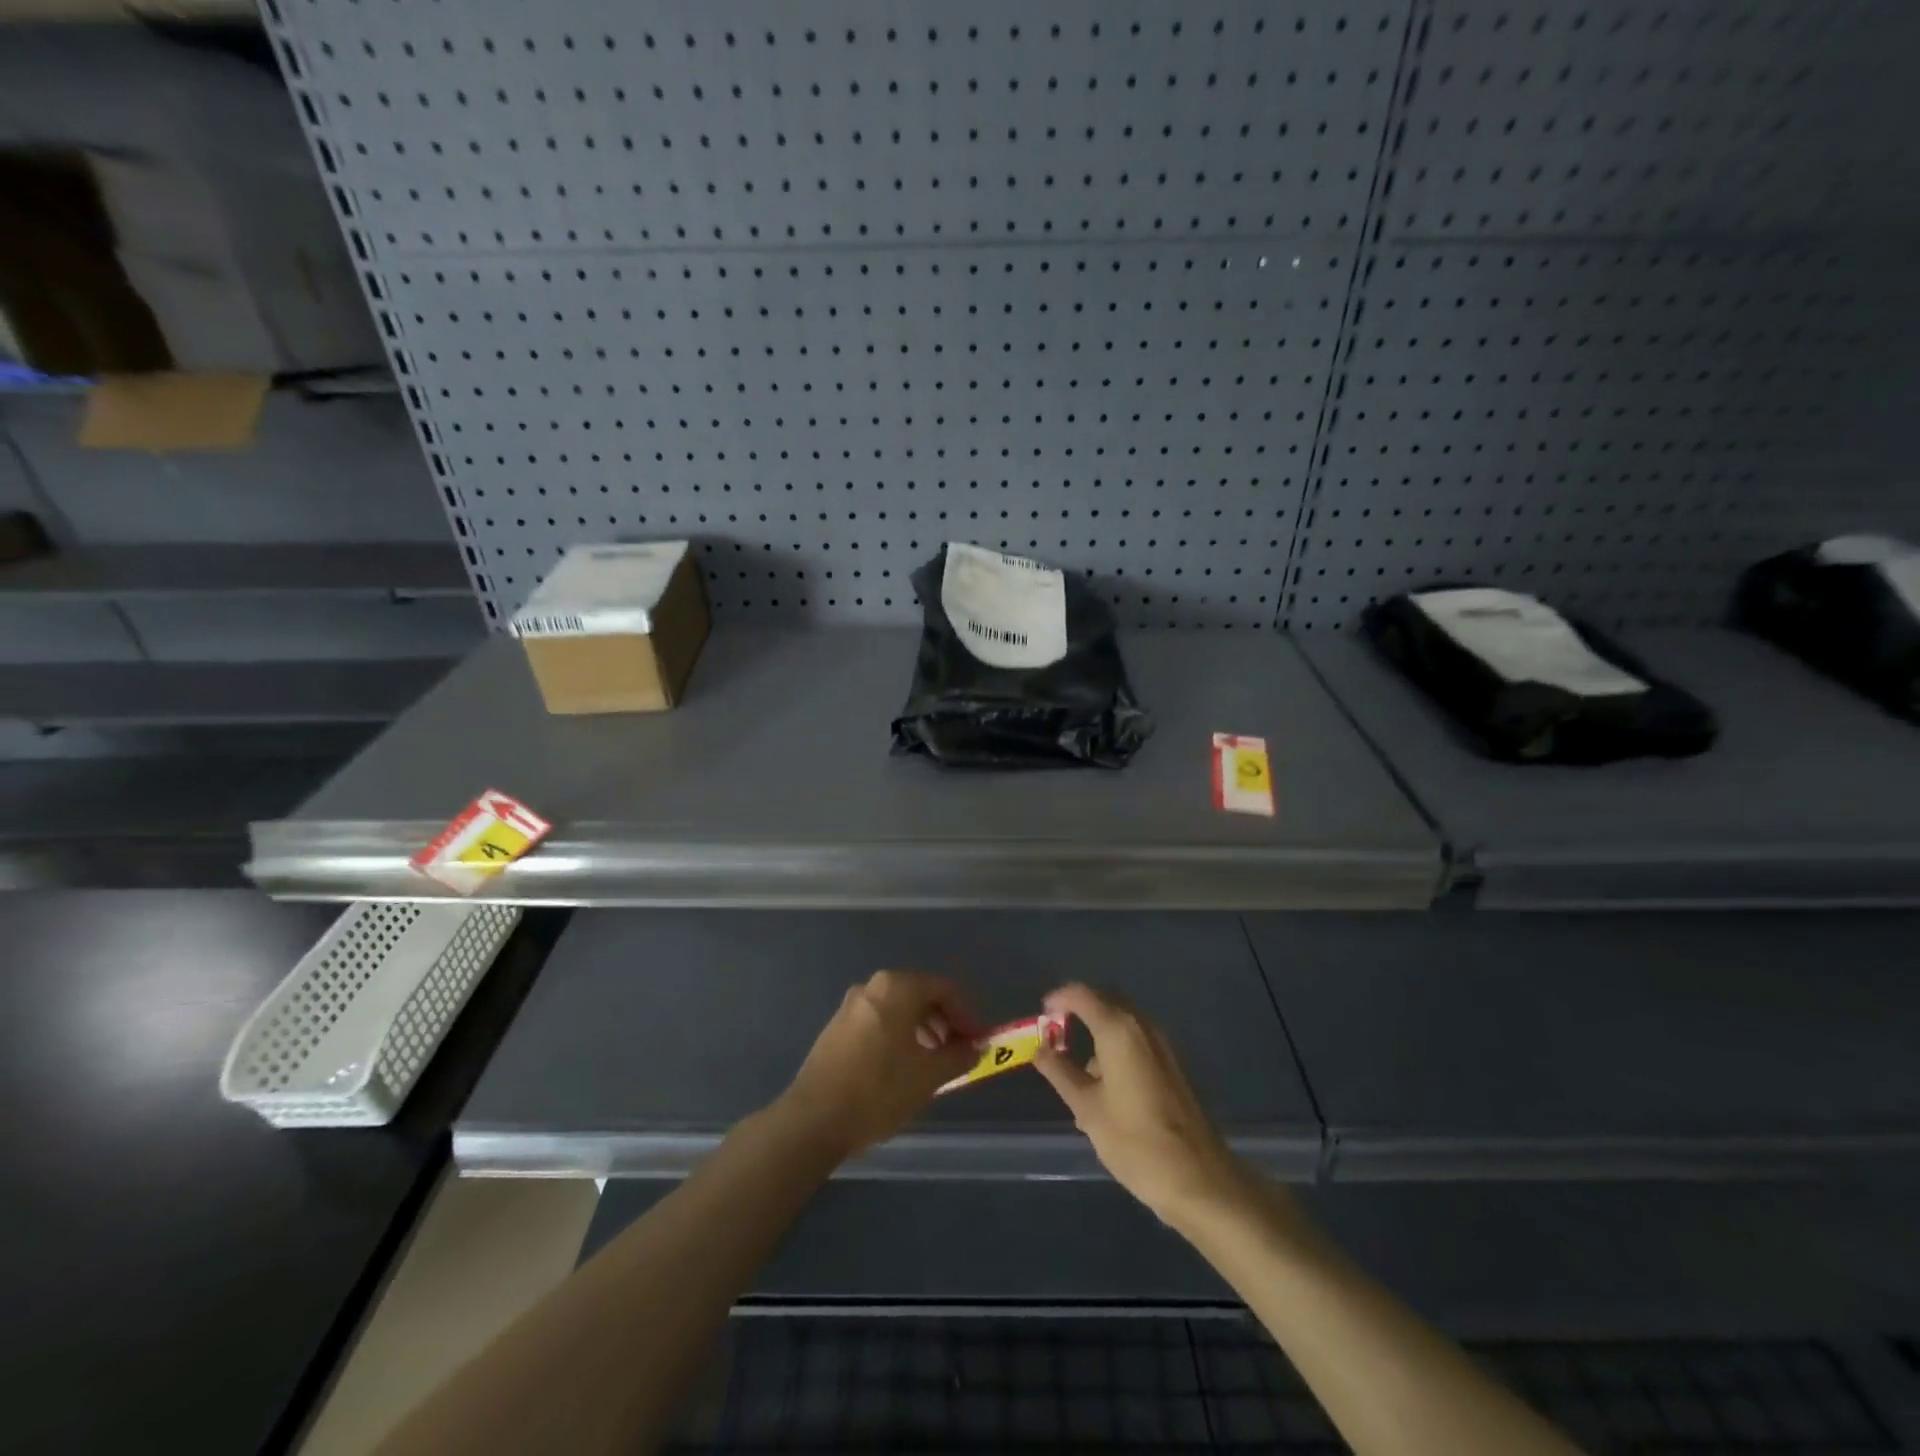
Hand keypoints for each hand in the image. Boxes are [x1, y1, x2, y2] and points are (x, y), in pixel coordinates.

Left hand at [774, 970, 977, 1160]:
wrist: (813, 1120)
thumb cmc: (878, 1090)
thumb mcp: (929, 1076)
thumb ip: (958, 1056)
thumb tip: (975, 1048)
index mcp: (897, 987)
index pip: (945, 990)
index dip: (967, 1016)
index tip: (977, 1044)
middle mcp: (872, 987)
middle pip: (921, 995)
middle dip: (944, 1023)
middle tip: (957, 1054)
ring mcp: (850, 1006)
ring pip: (899, 1010)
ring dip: (922, 1031)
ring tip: (933, 1065)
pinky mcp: (836, 1027)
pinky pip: (879, 1022)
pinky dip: (899, 1037)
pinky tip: (903, 1068)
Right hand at [1034, 983, 1244, 1224]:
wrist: (1198, 1178)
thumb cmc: (1134, 1140)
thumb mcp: (1087, 1108)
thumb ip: (1060, 1072)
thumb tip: (1040, 1048)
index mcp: (1118, 1029)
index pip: (1081, 994)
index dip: (1058, 998)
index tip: (1041, 1016)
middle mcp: (1142, 1026)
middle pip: (1105, 1000)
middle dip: (1079, 1010)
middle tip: (1056, 1033)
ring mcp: (1161, 1044)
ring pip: (1123, 1021)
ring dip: (1098, 1030)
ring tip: (1077, 1069)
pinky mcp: (1172, 1065)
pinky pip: (1137, 1040)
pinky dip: (1116, 1046)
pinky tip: (1106, 1086)